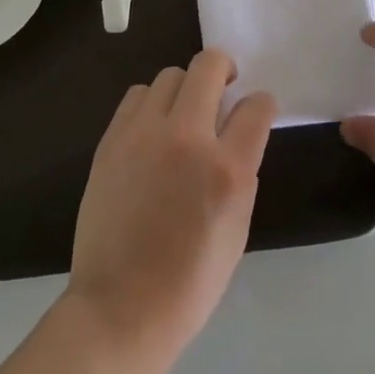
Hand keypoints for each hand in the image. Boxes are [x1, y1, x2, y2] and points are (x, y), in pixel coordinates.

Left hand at [67, 49, 277, 366]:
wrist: (120, 308)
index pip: (256, 107)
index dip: (262, 103)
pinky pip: (138, 94)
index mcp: (226, 169)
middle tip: (225, 87)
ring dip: (185, 88)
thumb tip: (237, 133)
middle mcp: (186, 137)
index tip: (257, 109)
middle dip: (224, 69)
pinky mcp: (112, 138)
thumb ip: (241, 171)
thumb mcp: (237, 229)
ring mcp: (144, 133)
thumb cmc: (189, 282)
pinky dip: (152, 103)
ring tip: (184, 113)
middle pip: (209, 65)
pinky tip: (153, 129)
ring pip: (171, 74)